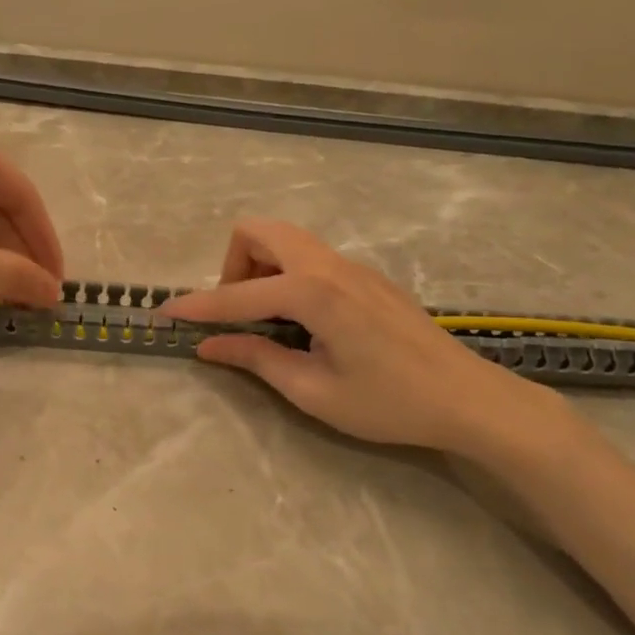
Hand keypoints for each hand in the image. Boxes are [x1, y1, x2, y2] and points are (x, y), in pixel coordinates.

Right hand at [161, 220, 567, 454]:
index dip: (198, 306)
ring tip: (266, 320)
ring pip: (286, 239)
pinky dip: (286, 275)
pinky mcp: (366, 276)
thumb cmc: (389, 402)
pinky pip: (309, 256)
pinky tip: (302, 322)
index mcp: (314, 293)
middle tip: (238, 313)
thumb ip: (256, 359)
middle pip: (259, 232)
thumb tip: (208, 346)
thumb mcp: (313, 391)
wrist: (469, 399)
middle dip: (232, 266)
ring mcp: (352, 266)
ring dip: (260, 267)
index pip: (238, 294)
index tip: (165, 313)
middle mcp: (329, 266)